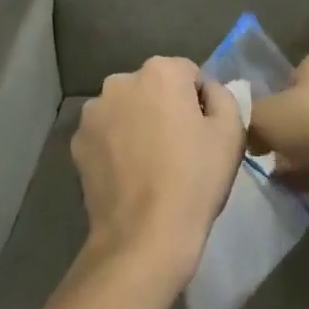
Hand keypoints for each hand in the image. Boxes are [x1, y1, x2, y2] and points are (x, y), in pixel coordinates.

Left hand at [71, 56, 245, 286]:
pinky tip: (129, 176)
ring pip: (127, 109)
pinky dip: (116, 145)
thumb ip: (223, 96)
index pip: (189, 74)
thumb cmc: (194, 180)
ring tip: (152, 164)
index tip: (204, 133)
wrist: (144, 236)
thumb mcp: (231, 132)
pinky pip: (106, 134)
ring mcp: (94, 111)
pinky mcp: (78, 141)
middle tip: (179, 149)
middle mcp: (120, 81)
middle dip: (166, 108)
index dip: (201, 102)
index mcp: (160, 71)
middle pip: (153, 87)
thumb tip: (207, 91)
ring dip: (138, 124)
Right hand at [247, 48, 308, 194]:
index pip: (295, 74)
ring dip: (306, 153)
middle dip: (293, 128)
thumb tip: (245, 131)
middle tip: (270, 149)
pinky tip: (300, 189)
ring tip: (281, 174)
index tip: (264, 122)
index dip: (277, 98)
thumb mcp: (263, 115)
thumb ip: (248, 118)